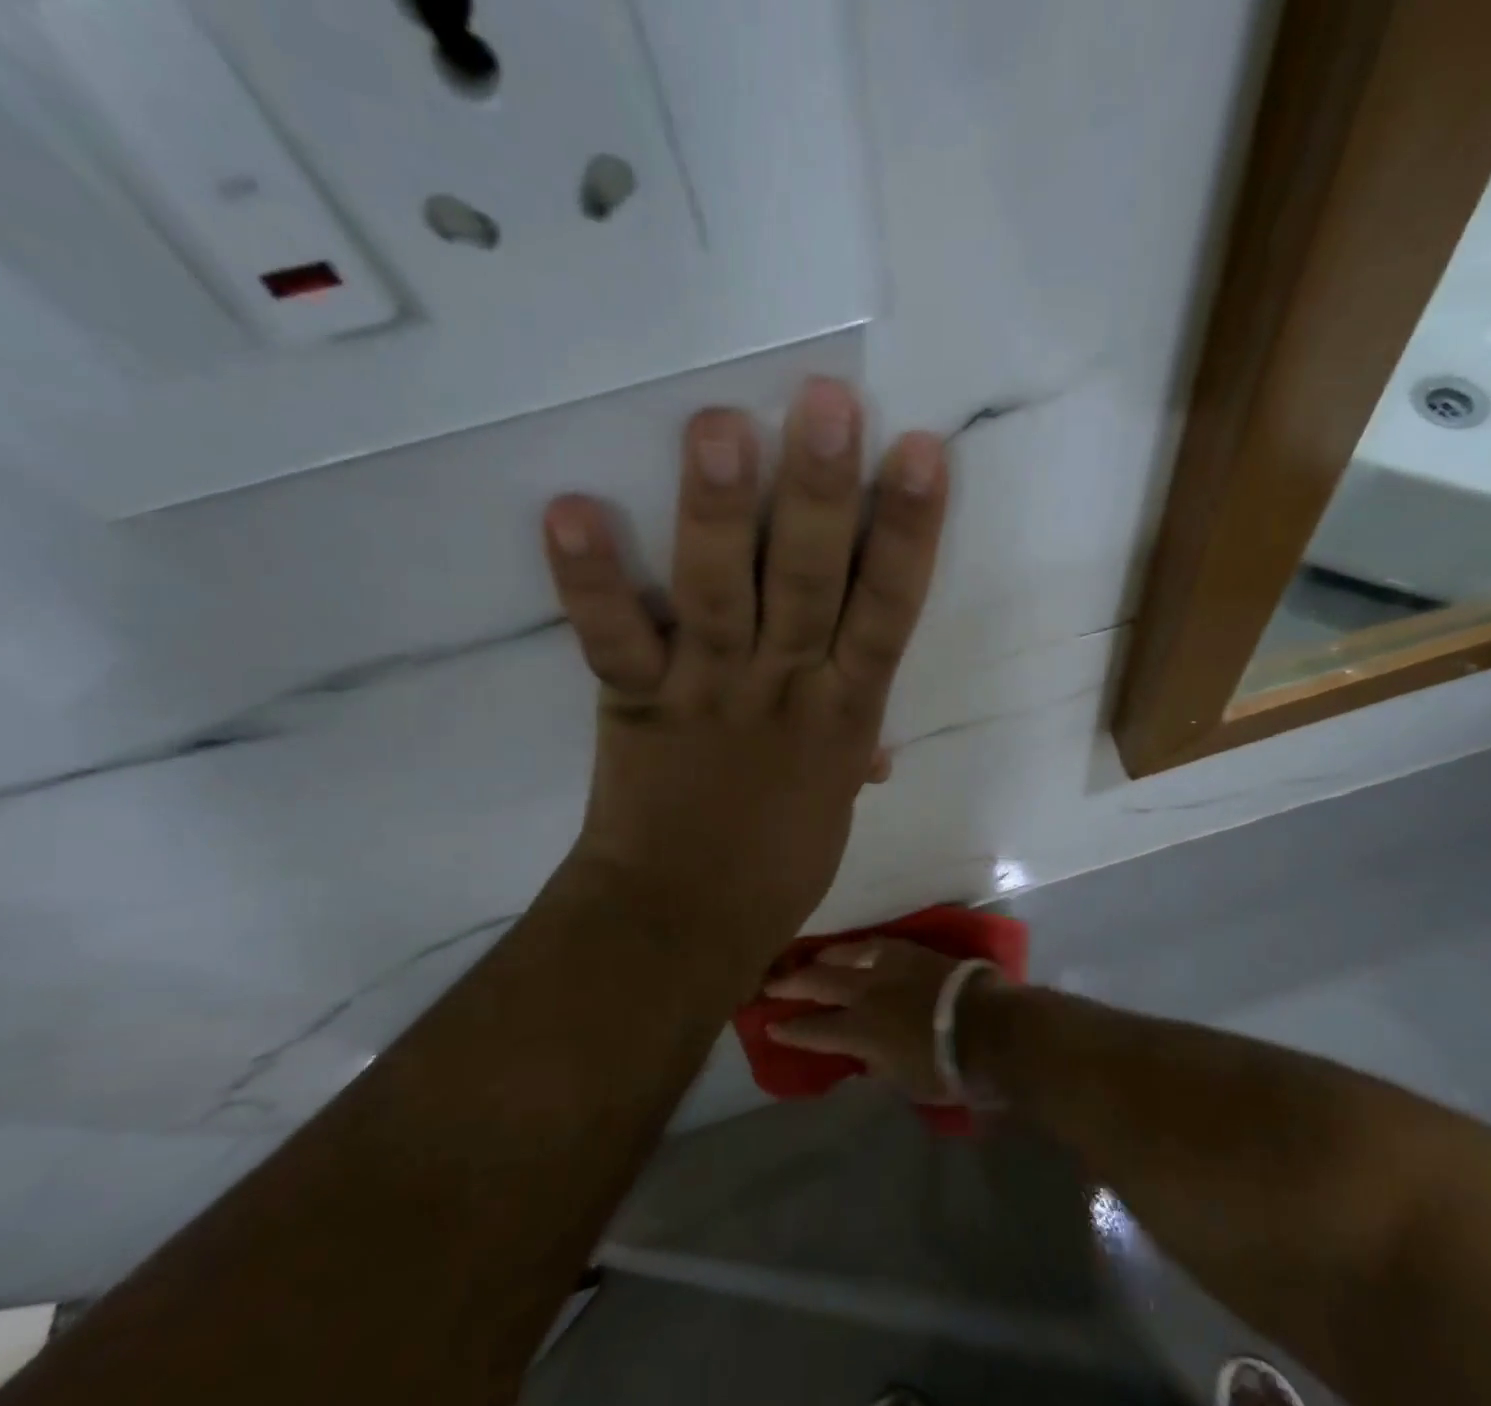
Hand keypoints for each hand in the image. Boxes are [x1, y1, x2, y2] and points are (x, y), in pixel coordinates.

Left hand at [542, 379, 948, 991]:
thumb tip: (877, 740)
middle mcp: (783, 688)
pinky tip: (570, 509)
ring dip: (719, 512)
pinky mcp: (636, 705)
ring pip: (720, 593)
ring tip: (719, 425)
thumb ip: (854, 747)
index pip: (889, 611)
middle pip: (811, 582)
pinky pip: (614, 639)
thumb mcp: (835, 801)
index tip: (920, 452)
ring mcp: (707, 693)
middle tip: (827, 401)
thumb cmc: (777, 860)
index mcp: (845, 713)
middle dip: (822, 493)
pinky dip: (591, 581)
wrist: (686, 920)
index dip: (908, 533)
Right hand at [762, 939, 1007, 1103]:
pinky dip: (857, 948)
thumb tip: (860, 1053)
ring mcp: (887, 966)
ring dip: (821, 958)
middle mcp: (864, 993)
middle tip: (768, 981)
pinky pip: (875, 944)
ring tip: (807, 958)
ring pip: (843, 955)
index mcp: (858, 1030)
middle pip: (818, 983)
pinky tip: (852, 948)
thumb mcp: (902, 1079)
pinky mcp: (910, 951)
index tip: (771, 1026)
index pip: (813, 1029)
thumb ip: (874, 1062)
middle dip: (790, 983)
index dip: (790, 1029)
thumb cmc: (944, 1067)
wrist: (985, 1027)